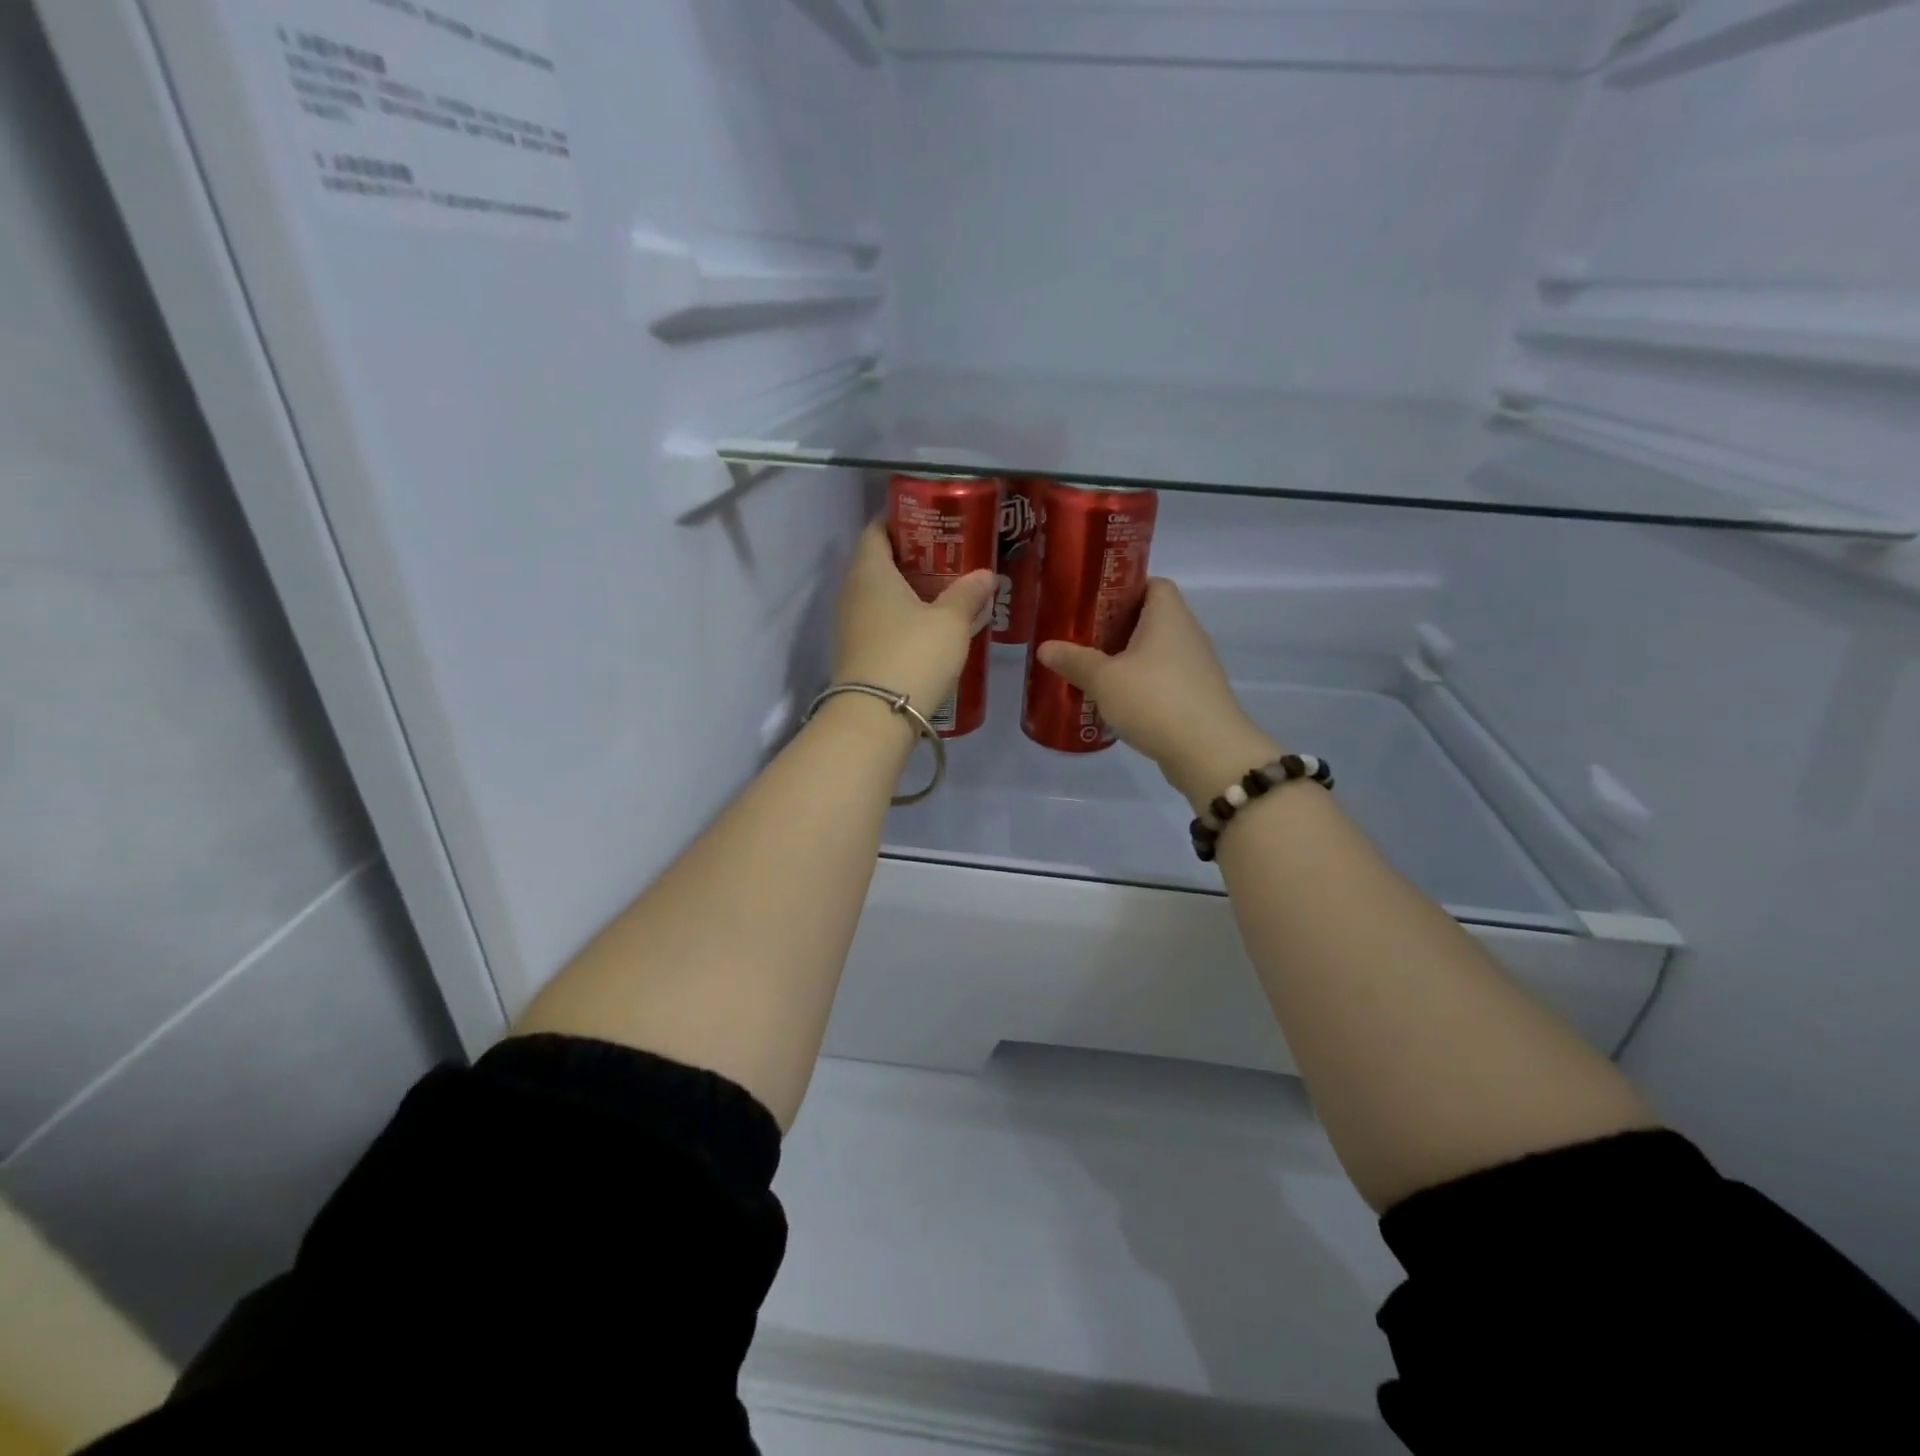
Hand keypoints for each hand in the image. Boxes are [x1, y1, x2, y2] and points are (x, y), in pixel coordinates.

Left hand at [832, 519, 995, 724]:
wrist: (876, 717)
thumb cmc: (913, 654)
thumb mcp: (950, 621)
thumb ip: (968, 594)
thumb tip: (986, 575)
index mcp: (870, 571)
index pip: (876, 529)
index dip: (900, 520)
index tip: (930, 520)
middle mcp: (852, 592)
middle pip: (878, 562)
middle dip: (911, 557)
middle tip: (948, 557)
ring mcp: (850, 625)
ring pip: (879, 595)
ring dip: (908, 591)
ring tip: (945, 592)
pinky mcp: (857, 653)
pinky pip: (880, 622)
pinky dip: (902, 617)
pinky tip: (929, 628)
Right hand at [1037, 579, 1281, 809]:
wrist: (1209, 752)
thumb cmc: (1155, 700)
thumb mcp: (1104, 679)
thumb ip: (1075, 661)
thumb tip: (1045, 647)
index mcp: (1168, 615)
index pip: (1152, 583)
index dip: (1123, 587)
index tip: (1093, 603)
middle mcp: (1187, 633)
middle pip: (1150, 618)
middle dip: (1116, 627)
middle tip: (1082, 639)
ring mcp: (1196, 667)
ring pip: (1156, 652)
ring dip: (1128, 659)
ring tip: (1093, 671)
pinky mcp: (1196, 696)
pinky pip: (1163, 679)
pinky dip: (1141, 685)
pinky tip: (1117, 702)